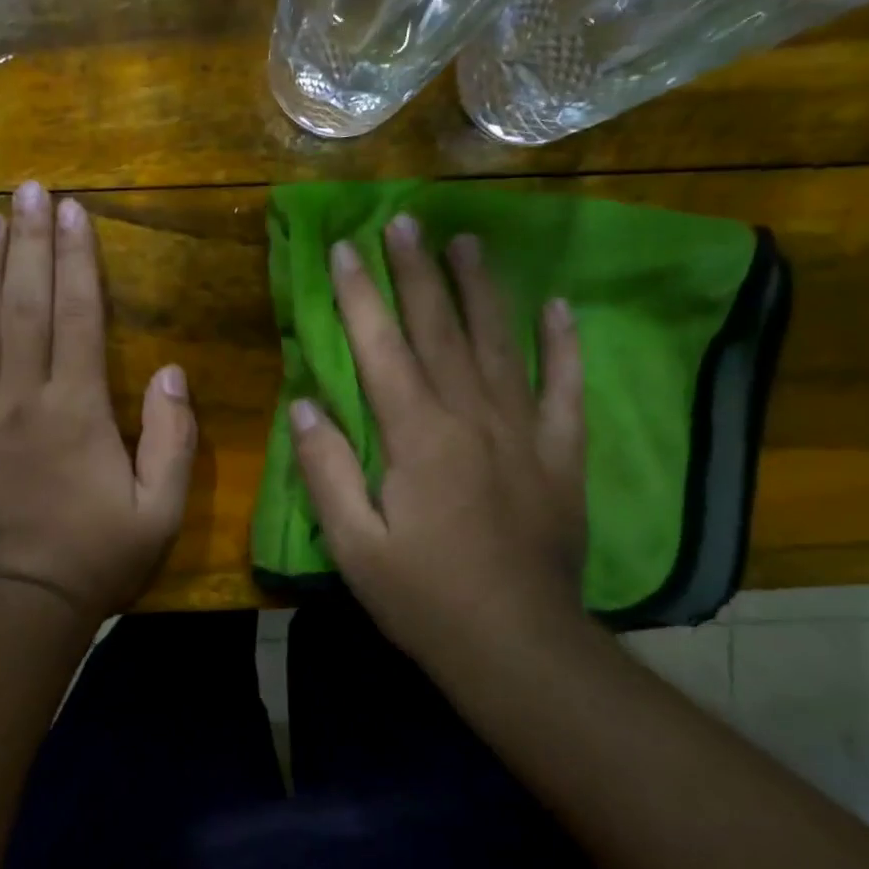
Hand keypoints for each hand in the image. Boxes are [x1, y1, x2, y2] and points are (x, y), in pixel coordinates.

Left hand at [0, 181, 195, 629]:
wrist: (11, 607)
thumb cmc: (93, 558)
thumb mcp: (159, 509)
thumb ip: (172, 437)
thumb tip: (171, 370)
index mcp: (76, 409)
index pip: (76, 315)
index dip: (75, 259)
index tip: (73, 212)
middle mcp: (20, 398)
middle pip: (23, 305)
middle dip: (28, 242)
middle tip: (26, 190)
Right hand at [288, 214, 588, 665]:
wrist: (519, 647)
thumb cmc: (424, 598)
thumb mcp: (353, 544)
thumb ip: (325, 469)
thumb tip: (304, 403)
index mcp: (416, 436)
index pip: (381, 347)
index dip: (359, 295)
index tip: (344, 248)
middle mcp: (470, 417)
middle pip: (440, 329)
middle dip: (417, 272)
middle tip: (405, 221)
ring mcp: (522, 431)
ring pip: (499, 343)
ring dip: (481, 289)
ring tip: (468, 241)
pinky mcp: (560, 454)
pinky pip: (564, 388)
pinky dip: (564, 345)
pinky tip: (560, 307)